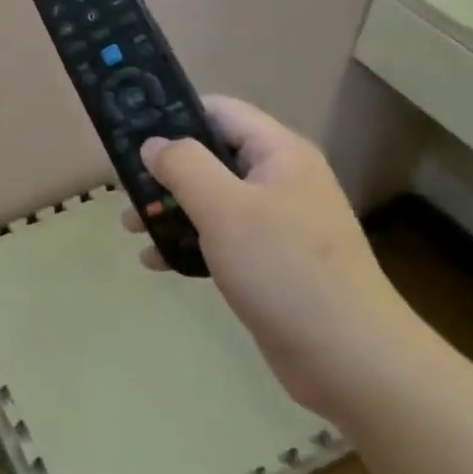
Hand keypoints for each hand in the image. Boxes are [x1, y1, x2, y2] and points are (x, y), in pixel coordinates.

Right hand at [127, 95, 429, 416]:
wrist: (351, 362)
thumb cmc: (284, 269)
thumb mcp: (225, 208)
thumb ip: (184, 166)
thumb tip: (153, 143)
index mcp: (279, 153)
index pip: (219, 111)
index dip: (174, 114)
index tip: (130, 131)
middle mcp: (279, 180)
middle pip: (211, 156)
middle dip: (164, 170)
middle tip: (122, 185)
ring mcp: (277, 223)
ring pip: (211, 200)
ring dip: (170, 208)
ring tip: (129, 225)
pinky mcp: (270, 262)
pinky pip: (220, 238)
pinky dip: (188, 242)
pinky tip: (156, 260)